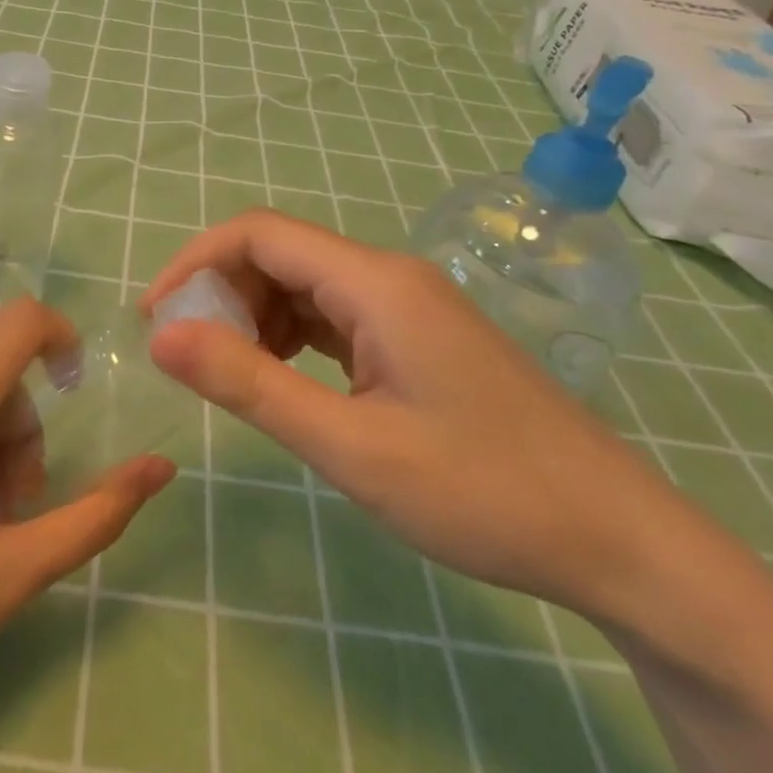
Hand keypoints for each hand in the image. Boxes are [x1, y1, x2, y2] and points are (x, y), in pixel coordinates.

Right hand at [141, 210, 682, 617]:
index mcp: (373, 282)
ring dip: (255, 317)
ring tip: (231, 376)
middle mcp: (388, 276)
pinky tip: (284, 380)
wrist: (616, 538)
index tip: (156, 319)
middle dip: (223, 294)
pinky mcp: (416, 336)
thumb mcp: (350, 446)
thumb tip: (162, 337)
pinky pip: (334, 316)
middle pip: (280, 254)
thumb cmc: (483, 491)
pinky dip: (292, 337)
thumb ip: (251, 385)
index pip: (258, 234)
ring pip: (305, 285)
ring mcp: (406, 305)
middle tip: (190, 360)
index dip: (196, 262)